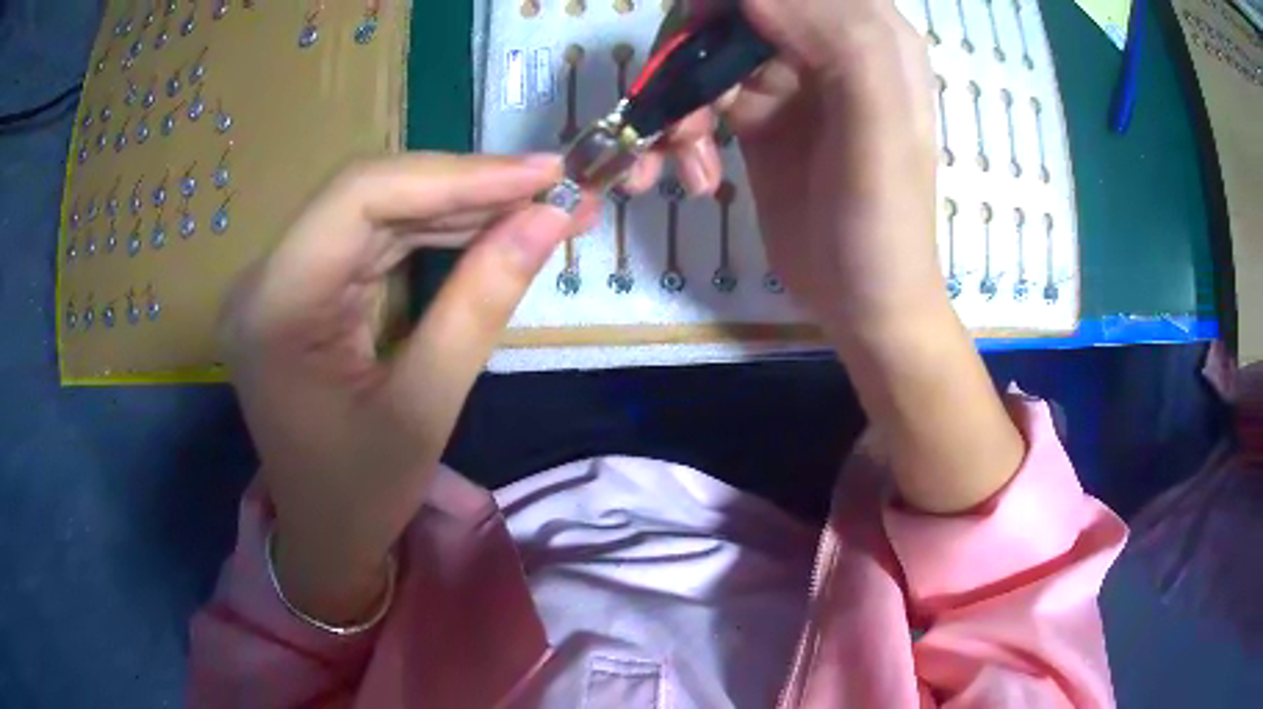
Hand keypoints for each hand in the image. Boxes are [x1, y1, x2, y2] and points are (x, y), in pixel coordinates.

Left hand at [221, 153, 592, 621]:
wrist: (324, 537)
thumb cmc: (361, 495)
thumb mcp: (424, 409)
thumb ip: (481, 304)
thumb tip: (549, 220)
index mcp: (274, 308)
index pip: (359, 199)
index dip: (455, 175)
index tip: (541, 174)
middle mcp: (267, 278)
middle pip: (368, 196)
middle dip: (465, 186)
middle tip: (551, 186)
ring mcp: (283, 280)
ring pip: (377, 211)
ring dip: (458, 204)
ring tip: (535, 203)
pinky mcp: (306, 289)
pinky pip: (375, 241)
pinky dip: (437, 231)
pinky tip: (489, 228)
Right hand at [639, 0, 1023, 512]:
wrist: (860, 303)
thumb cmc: (881, 225)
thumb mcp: (879, 134)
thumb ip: (843, 47)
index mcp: (871, 37)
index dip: (734, 6)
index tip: (702, 38)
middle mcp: (828, 46)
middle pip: (738, 12)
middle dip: (694, 50)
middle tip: (679, 102)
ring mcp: (789, 80)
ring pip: (709, 52)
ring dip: (680, 99)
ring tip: (679, 153)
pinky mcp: (758, 115)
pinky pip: (702, 97)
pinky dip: (682, 131)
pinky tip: (696, 173)